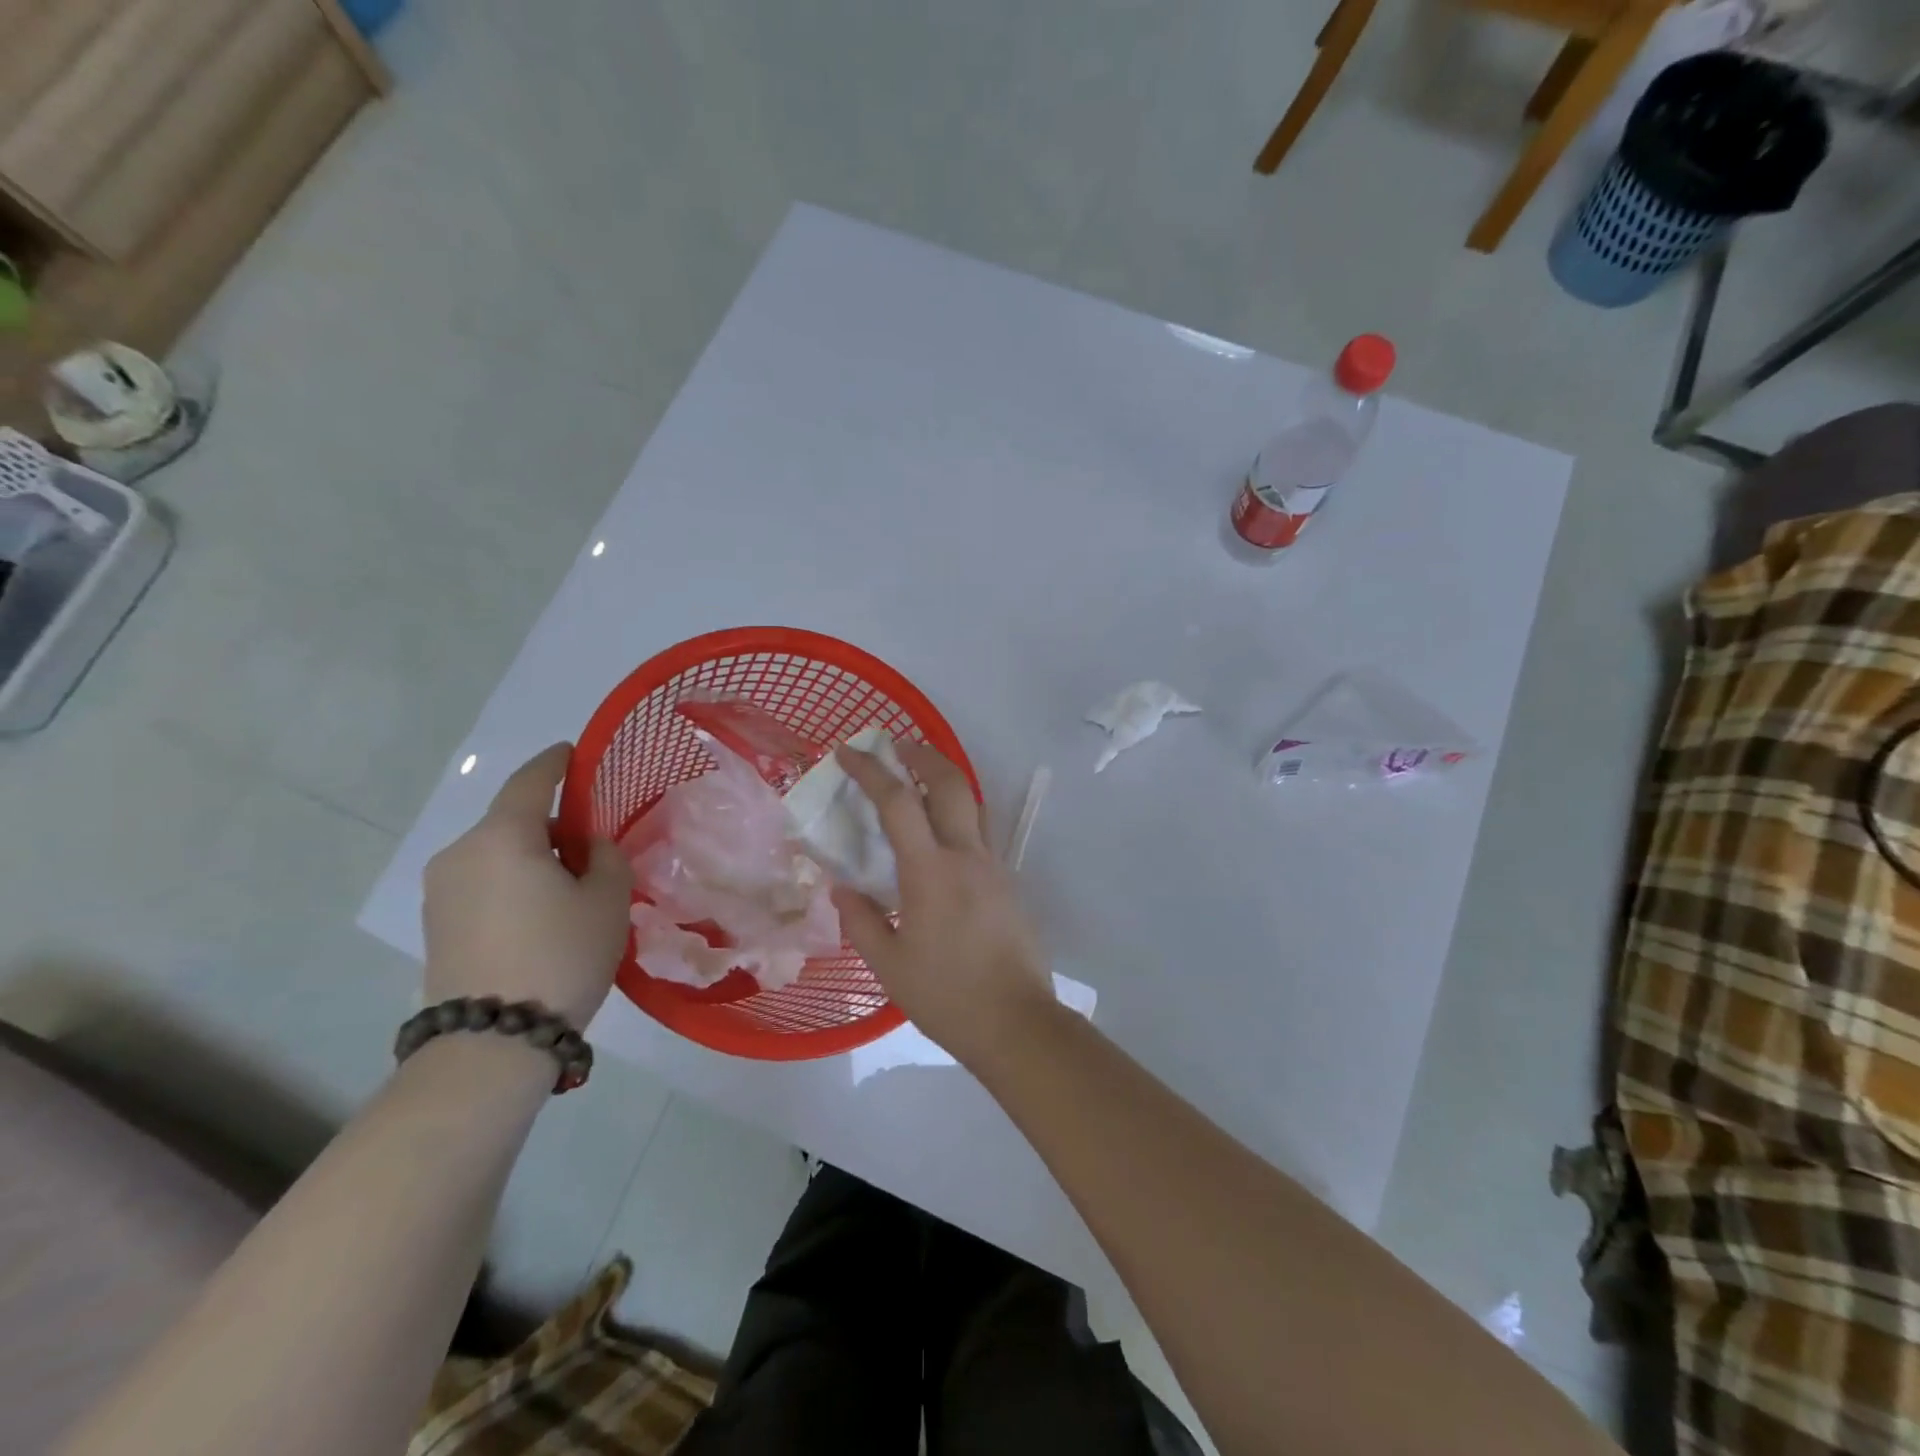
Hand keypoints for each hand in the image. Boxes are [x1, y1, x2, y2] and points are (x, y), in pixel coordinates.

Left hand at [422, 744, 632, 1029]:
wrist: (492, 1041)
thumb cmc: (560, 955)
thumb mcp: (607, 899)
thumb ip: (605, 856)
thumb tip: (587, 847)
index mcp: (502, 837)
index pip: (531, 781)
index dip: (556, 762)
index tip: (574, 753)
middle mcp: (460, 853)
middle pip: (513, 820)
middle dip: (552, 823)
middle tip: (592, 847)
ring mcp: (440, 890)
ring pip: (497, 853)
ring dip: (532, 856)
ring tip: (570, 887)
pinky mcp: (435, 924)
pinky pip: (482, 882)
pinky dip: (512, 882)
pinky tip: (540, 913)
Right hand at [833, 742, 1054, 1065]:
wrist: (1017, 1023)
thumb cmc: (947, 996)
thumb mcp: (889, 965)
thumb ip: (861, 920)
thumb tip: (843, 888)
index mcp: (930, 871)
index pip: (897, 802)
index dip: (870, 770)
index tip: (847, 752)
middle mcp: (967, 855)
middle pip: (949, 783)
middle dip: (922, 755)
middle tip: (896, 748)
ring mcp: (994, 866)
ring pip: (973, 803)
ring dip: (945, 780)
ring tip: (919, 782)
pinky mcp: (1008, 883)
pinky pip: (981, 832)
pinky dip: (958, 815)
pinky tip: (941, 839)